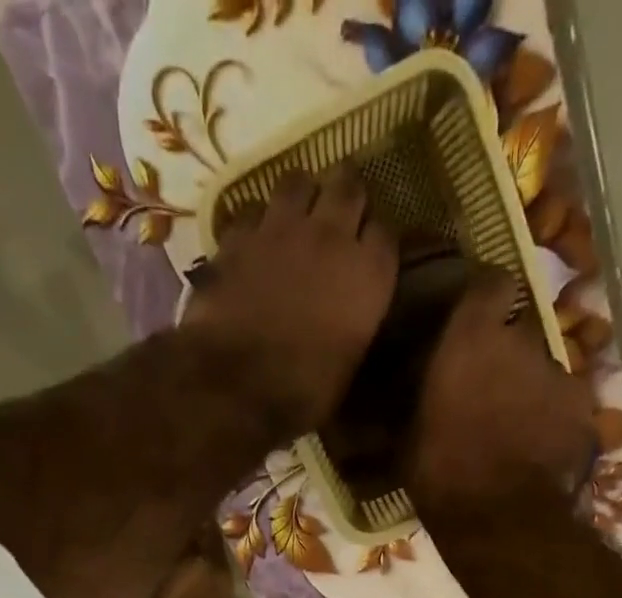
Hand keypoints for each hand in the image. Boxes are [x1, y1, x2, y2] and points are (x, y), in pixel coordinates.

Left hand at [186, 166, 398, 435]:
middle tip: (338, 217)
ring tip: (295, 218)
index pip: (386, 232)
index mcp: (369, 275)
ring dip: (301, 196)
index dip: (376, 242)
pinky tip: (254, 243)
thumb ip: (356, 327)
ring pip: (298, 180)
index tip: (369, 256)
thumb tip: (352, 322)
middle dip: (346, 197)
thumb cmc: (303, 393)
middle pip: (348, 186)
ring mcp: (281, 228)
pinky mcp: (238, 236)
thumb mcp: (348, 369)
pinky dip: (256, 223)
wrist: (235, 386)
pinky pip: (252, 210)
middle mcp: (331, 236)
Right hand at [405, 269, 596, 524]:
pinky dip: (554, 422)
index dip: (485, 299)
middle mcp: (523, 343)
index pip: (491, 283)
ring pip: (544, 372)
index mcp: (473, 339)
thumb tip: (386, 398)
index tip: (474, 319)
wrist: (502, 522)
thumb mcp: (407, 441)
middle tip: (486, 389)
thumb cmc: (442, 476)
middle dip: (505, 355)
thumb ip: (409, 403)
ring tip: (513, 429)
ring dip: (530, 390)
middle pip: (518, 333)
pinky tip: (539, 451)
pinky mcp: (586, 414)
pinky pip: (566, 408)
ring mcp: (561, 377)